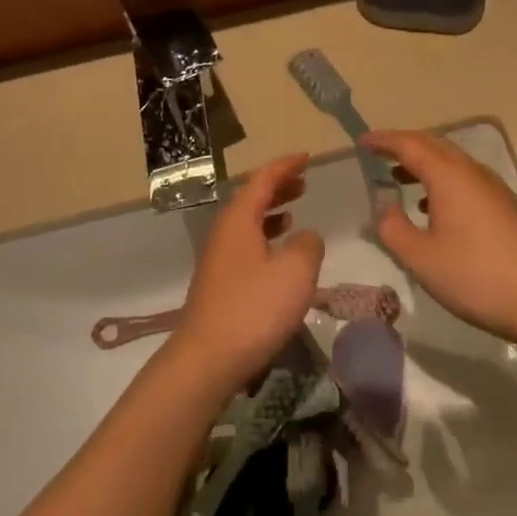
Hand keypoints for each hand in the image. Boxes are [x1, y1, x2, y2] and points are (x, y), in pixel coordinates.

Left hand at [168, 155, 324, 394]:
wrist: (208, 358)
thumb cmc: (254, 308)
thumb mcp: (296, 271)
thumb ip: (308, 245)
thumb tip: (306, 236)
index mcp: (239, 220)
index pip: (262, 179)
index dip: (285, 166)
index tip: (306, 157)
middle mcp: (224, 234)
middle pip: (250, 198)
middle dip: (278, 186)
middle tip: (303, 181)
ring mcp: (218, 260)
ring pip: (247, 223)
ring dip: (271, 213)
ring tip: (294, 212)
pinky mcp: (220, 285)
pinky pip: (246, 246)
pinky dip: (265, 238)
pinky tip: (280, 256)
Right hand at [363, 130, 516, 356]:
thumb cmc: (476, 276)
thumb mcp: (421, 258)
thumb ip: (393, 228)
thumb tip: (383, 206)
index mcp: (450, 177)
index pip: (410, 144)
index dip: (383, 140)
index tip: (361, 141)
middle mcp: (473, 173)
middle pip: (434, 146)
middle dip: (404, 146)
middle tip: (378, 155)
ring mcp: (495, 189)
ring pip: (453, 163)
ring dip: (424, 165)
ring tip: (399, 180)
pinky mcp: (507, 208)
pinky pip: (466, 180)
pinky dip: (442, 182)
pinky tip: (434, 209)